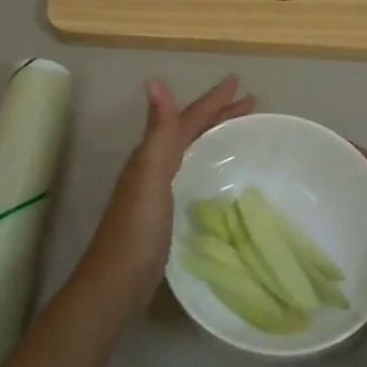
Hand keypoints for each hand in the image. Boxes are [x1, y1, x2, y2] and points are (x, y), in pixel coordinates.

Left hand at [78, 75, 254, 317]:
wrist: (115, 286)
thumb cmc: (137, 231)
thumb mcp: (150, 176)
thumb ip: (158, 132)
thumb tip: (154, 81)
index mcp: (152, 155)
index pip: (187, 119)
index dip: (213, 100)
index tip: (240, 81)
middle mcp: (153, 166)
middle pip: (189, 131)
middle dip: (217, 113)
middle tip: (251, 102)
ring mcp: (157, 190)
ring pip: (190, 151)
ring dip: (213, 135)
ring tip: (239, 129)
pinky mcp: (164, 213)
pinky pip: (191, 174)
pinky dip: (207, 163)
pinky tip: (216, 174)